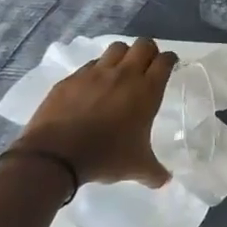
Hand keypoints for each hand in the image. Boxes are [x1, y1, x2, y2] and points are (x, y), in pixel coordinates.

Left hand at [9, 37, 176, 186]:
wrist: (56, 155)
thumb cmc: (106, 156)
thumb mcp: (137, 167)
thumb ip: (155, 172)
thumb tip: (166, 181)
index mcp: (146, 91)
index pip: (165, 61)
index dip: (170, 60)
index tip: (170, 65)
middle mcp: (124, 75)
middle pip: (143, 45)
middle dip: (149, 51)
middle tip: (147, 66)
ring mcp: (95, 73)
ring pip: (116, 48)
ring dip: (123, 55)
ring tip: (121, 71)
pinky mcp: (71, 79)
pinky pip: (89, 65)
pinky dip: (97, 70)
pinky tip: (93, 86)